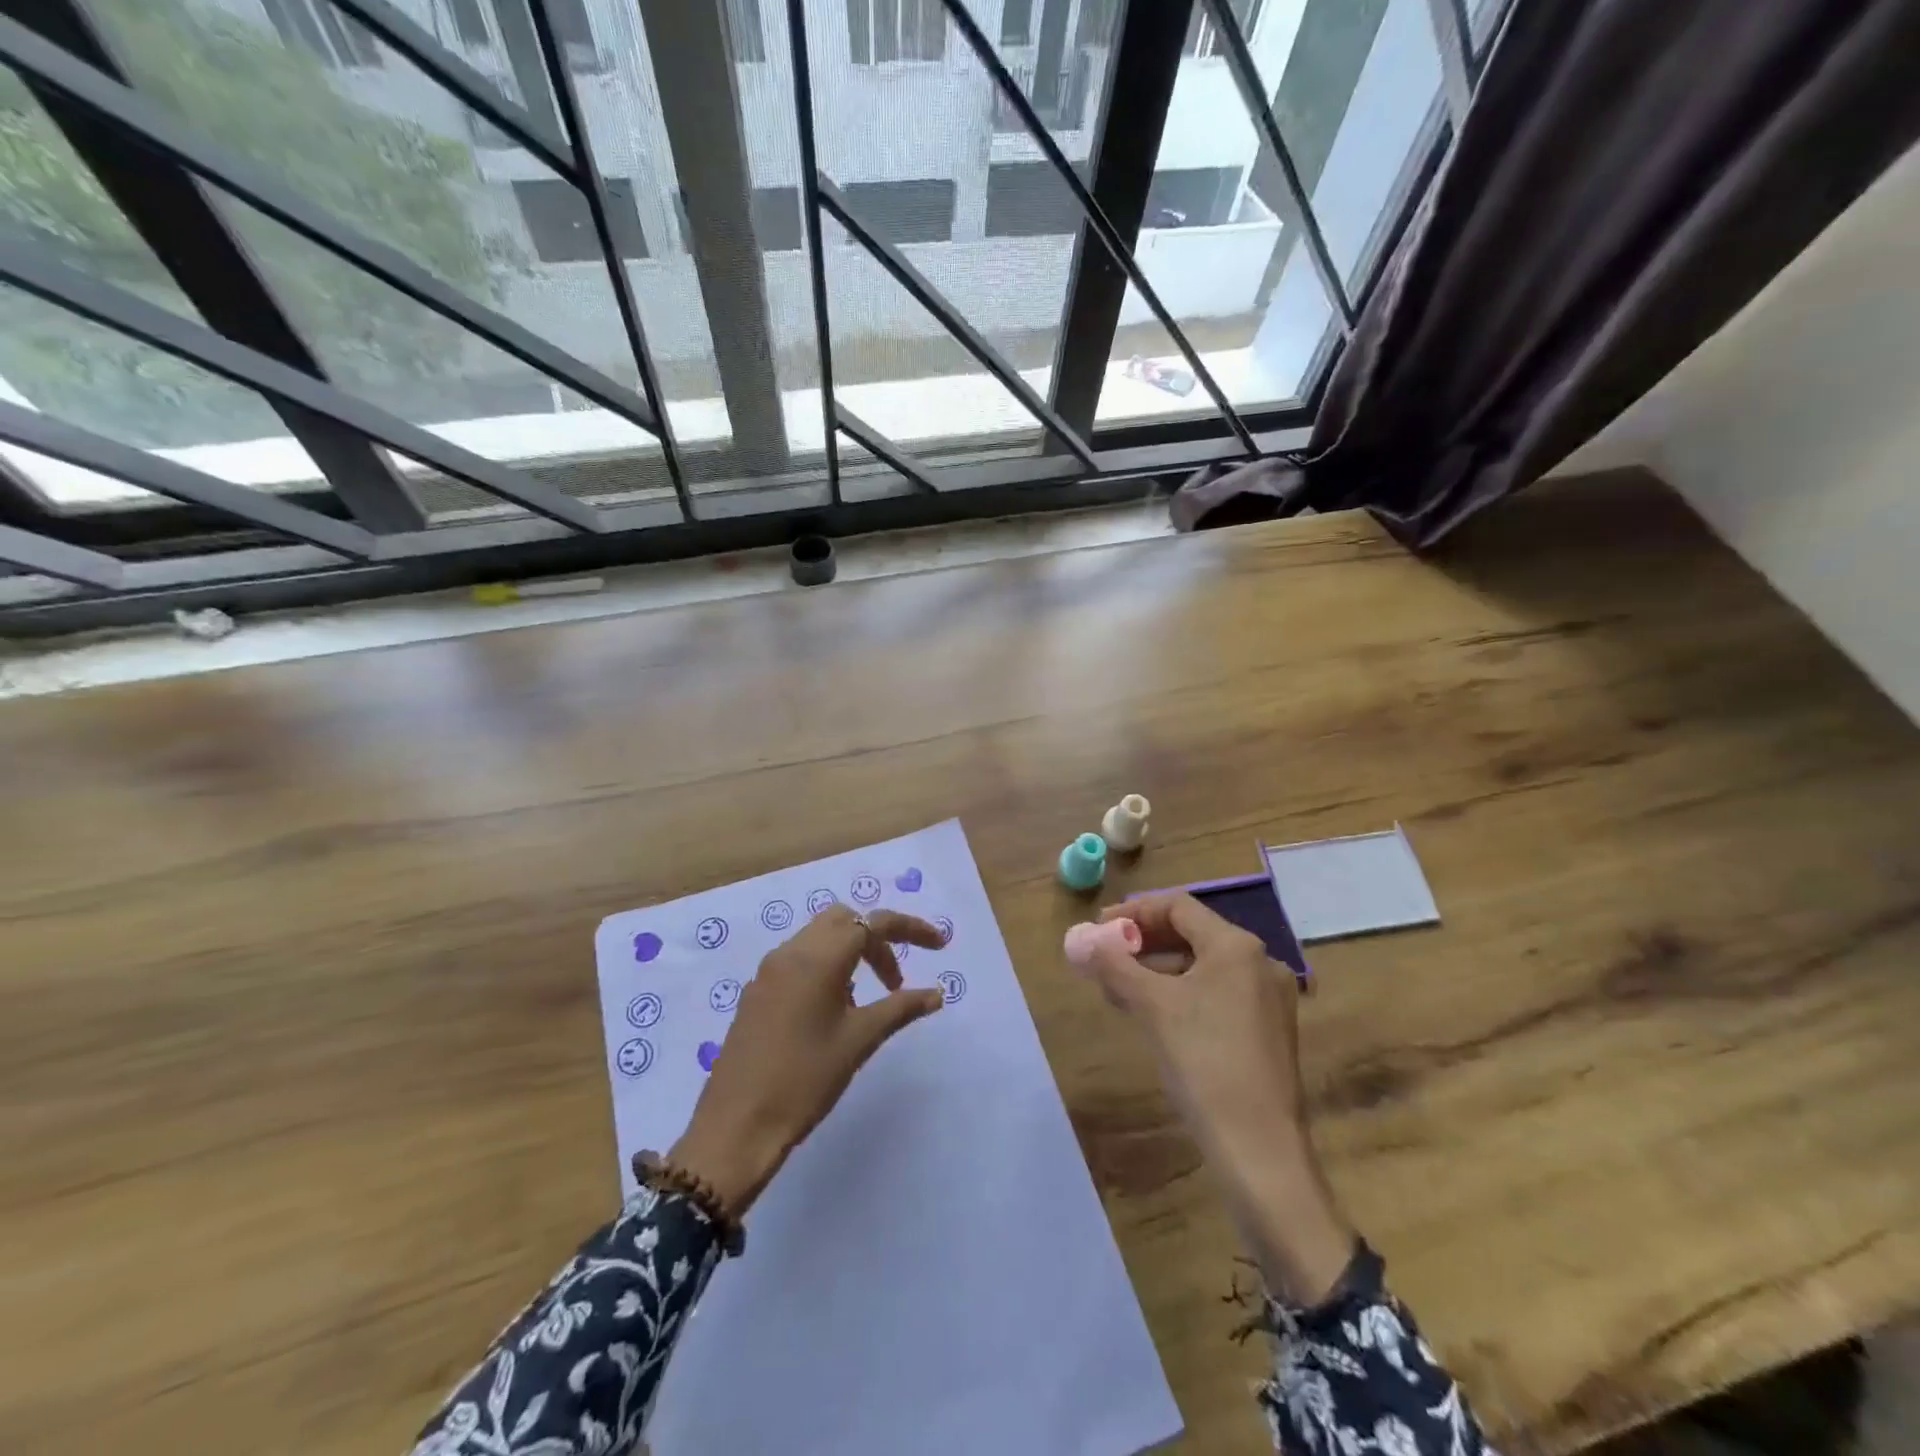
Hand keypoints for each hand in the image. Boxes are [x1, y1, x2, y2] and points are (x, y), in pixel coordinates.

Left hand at [670, 905, 945, 1216]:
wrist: (736, 1127)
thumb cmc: (805, 1080)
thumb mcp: (860, 1041)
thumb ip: (900, 1008)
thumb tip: (936, 994)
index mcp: (819, 958)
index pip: (873, 923)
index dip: (910, 928)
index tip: (939, 945)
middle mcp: (791, 952)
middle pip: (844, 920)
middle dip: (877, 940)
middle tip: (894, 981)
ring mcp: (769, 971)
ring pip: (819, 937)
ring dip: (851, 953)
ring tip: (866, 1000)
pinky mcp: (757, 992)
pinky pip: (799, 960)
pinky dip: (826, 967)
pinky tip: (832, 1011)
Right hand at [1081, 893, 1354, 1303]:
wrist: (1261, 1153)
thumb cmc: (1205, 1063)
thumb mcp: (1152, 1007)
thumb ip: (1113, 965)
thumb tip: (1075, 938)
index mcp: (1237, 947)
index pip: (1178, 906)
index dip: (1134, 912)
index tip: (1098, 930)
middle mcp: (1259, 963)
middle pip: (1191, 934)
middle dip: (1143, 942)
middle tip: (1105, 958)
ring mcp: (1267, 1000)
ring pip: (1202, 967)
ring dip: (1158, 970)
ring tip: (1119, 989)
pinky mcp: (1266, 1033)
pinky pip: (1215, 995)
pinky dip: (1180, 994)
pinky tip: (1153, 1016)